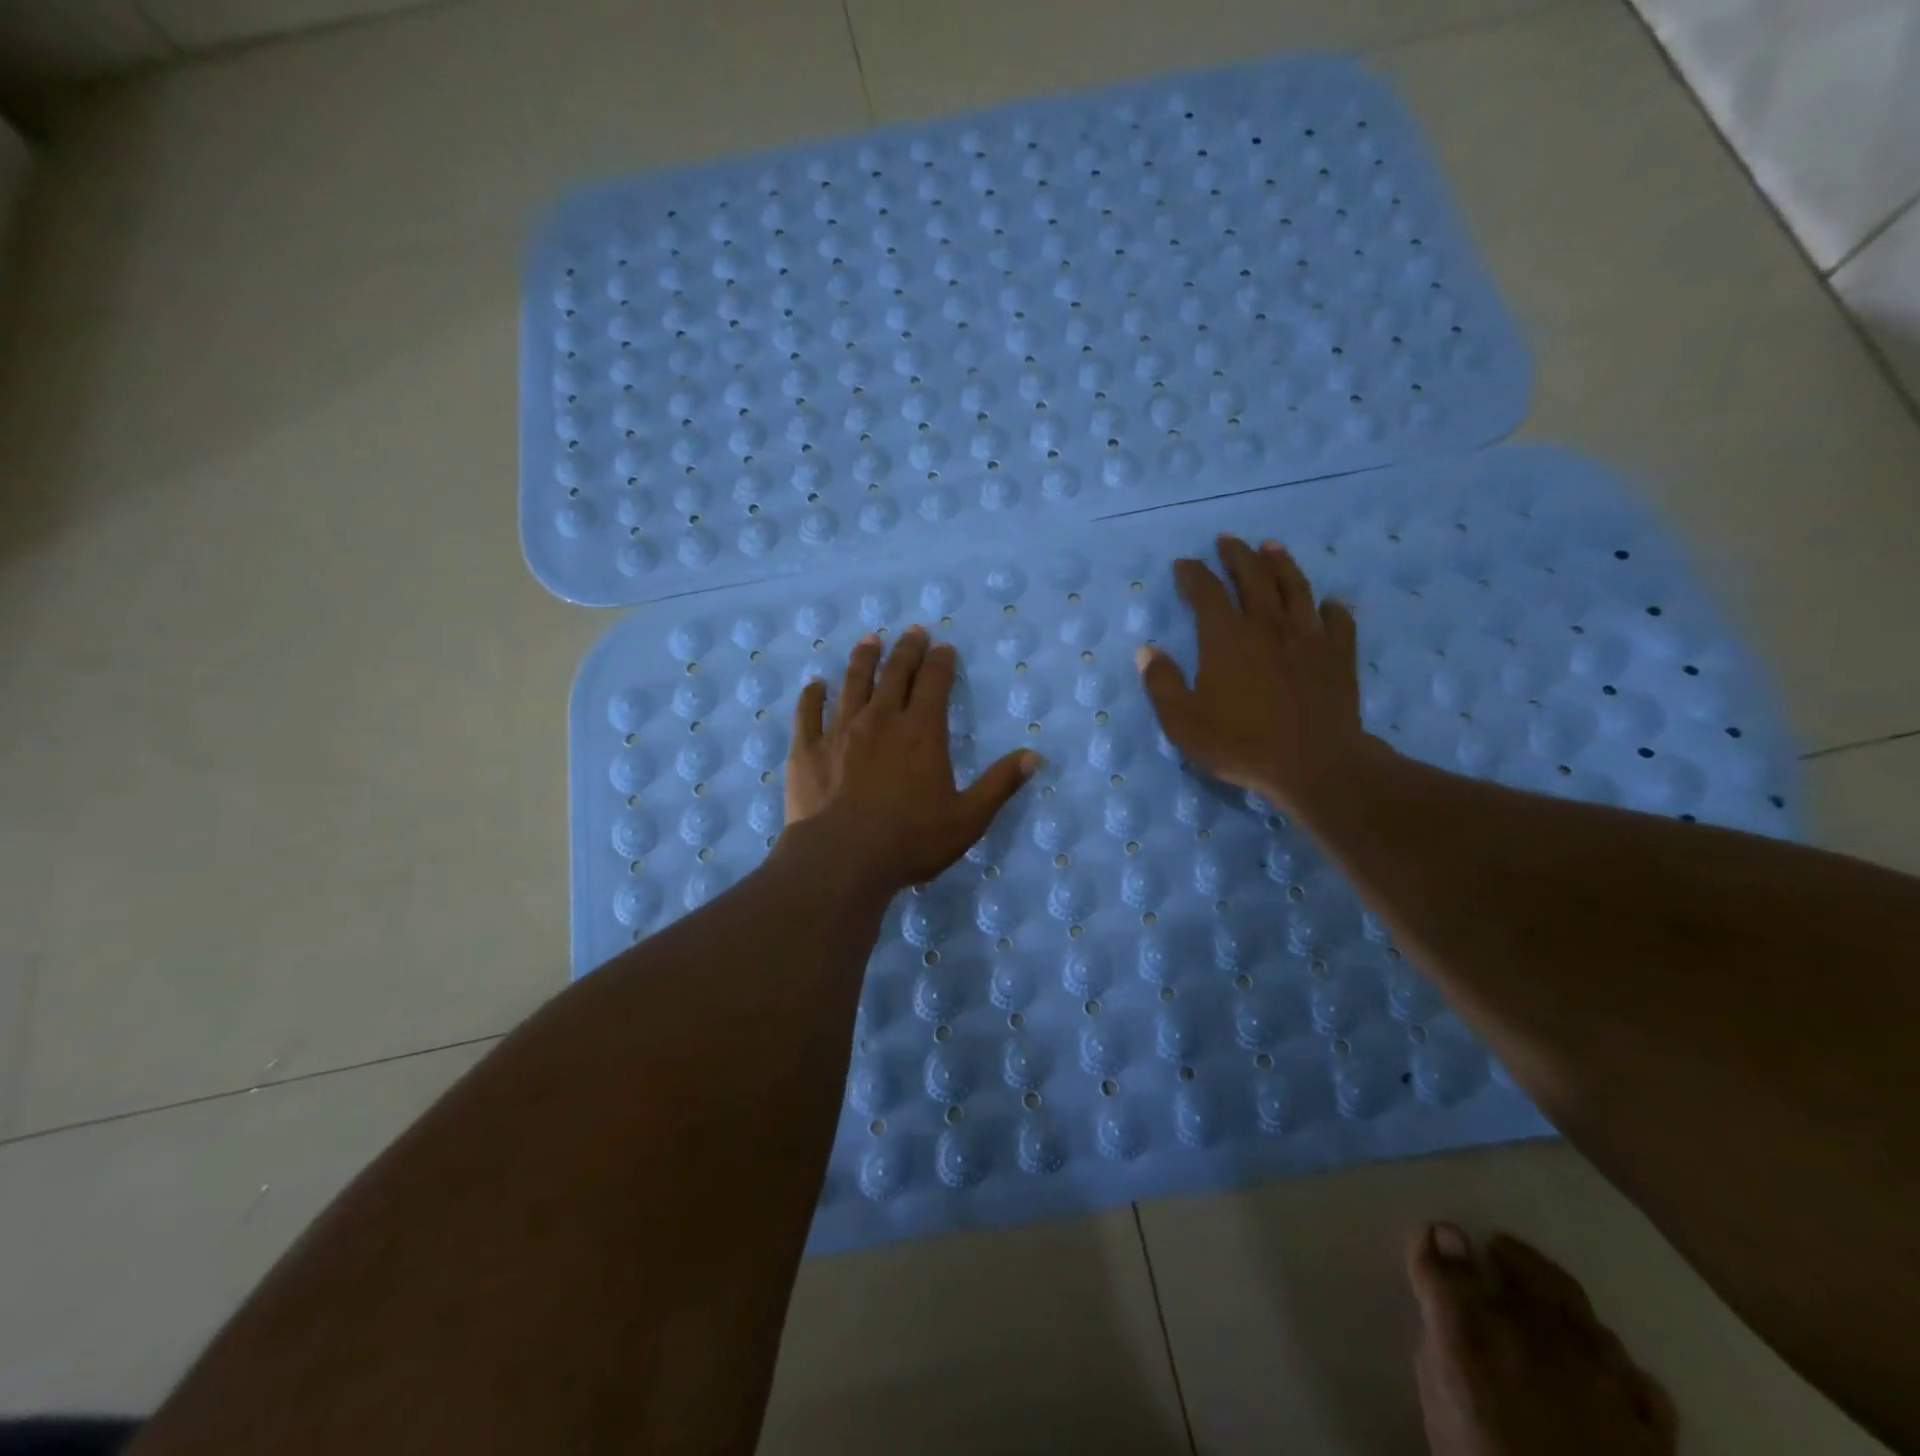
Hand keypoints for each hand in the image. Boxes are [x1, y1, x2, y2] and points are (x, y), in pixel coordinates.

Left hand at [783, 626, 1040, 892]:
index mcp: (921, 732)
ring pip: (852, 684)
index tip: (943, 647)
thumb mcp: (968, 818)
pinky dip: (813, 696)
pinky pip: (809, 713)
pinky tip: (815, 685)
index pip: (934, 683)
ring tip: (869, 640)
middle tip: (912, 631)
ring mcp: (839, 731)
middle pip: (894, 674)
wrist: (842, 858)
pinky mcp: (807, 750)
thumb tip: (1033, 756)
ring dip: (863, 659)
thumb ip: (999, 784)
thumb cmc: (911, 840)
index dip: (941, 662)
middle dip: (906, 650)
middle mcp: (881, 720)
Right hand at [1136, 535, 1373, 813]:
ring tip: (1271, 547)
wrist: (1314, 764)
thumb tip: (1147, 651)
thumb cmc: (1240, 744)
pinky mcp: (1338, 655)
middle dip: (1237, 555)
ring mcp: (1308, 637)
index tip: (1184, 564)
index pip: (1206, 593)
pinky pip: (1337, 620)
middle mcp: (1267, 626)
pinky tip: (1328, 603)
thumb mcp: (1183, 722)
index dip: (1193, 574)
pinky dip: (1330, 607)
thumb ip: (1162, 683)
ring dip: (1281, 564)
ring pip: (1295, 587)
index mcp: (1226, 638)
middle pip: (1253, 577)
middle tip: (1227, 540)